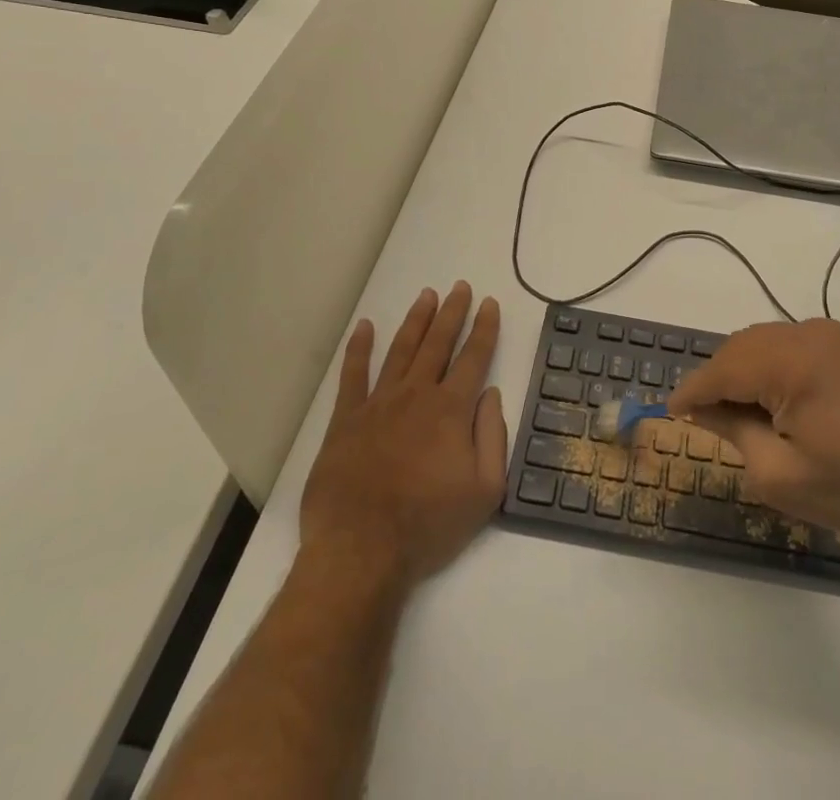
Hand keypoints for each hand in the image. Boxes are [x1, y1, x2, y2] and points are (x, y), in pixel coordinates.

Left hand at [299, 283, 506, 588]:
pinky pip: (353, 375)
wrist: (360, 551)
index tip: (490, 304)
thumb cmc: (428, 525)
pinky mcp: (346, 420)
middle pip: (438, 343)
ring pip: (401, 350)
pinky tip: (365, 326)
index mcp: (451, 410)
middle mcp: (416, 395)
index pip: (474, 357)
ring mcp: (378, 404)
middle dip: (452, 312)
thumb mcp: (484, 491)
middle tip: (460, 287)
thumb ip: (493, 437)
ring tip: (426, 295)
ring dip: (416, 320)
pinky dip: (359, 348)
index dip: (485, 328)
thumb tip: (491, 394)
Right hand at [666, 319, 839, 548]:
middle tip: (701, 416)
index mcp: (793, 363)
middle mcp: (807, 333)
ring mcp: (826, 334)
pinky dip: (766, 365)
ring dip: (740, 370)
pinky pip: (785, 344)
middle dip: (717, 379)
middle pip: (740, 348)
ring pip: (760, 343)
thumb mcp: (778, 473)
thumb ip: (732, 429)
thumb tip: (701, 406)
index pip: (724, 369)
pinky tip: (766, 398)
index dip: (693, 390)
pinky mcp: (839, 343)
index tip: (670, 409)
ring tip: (732, 411)